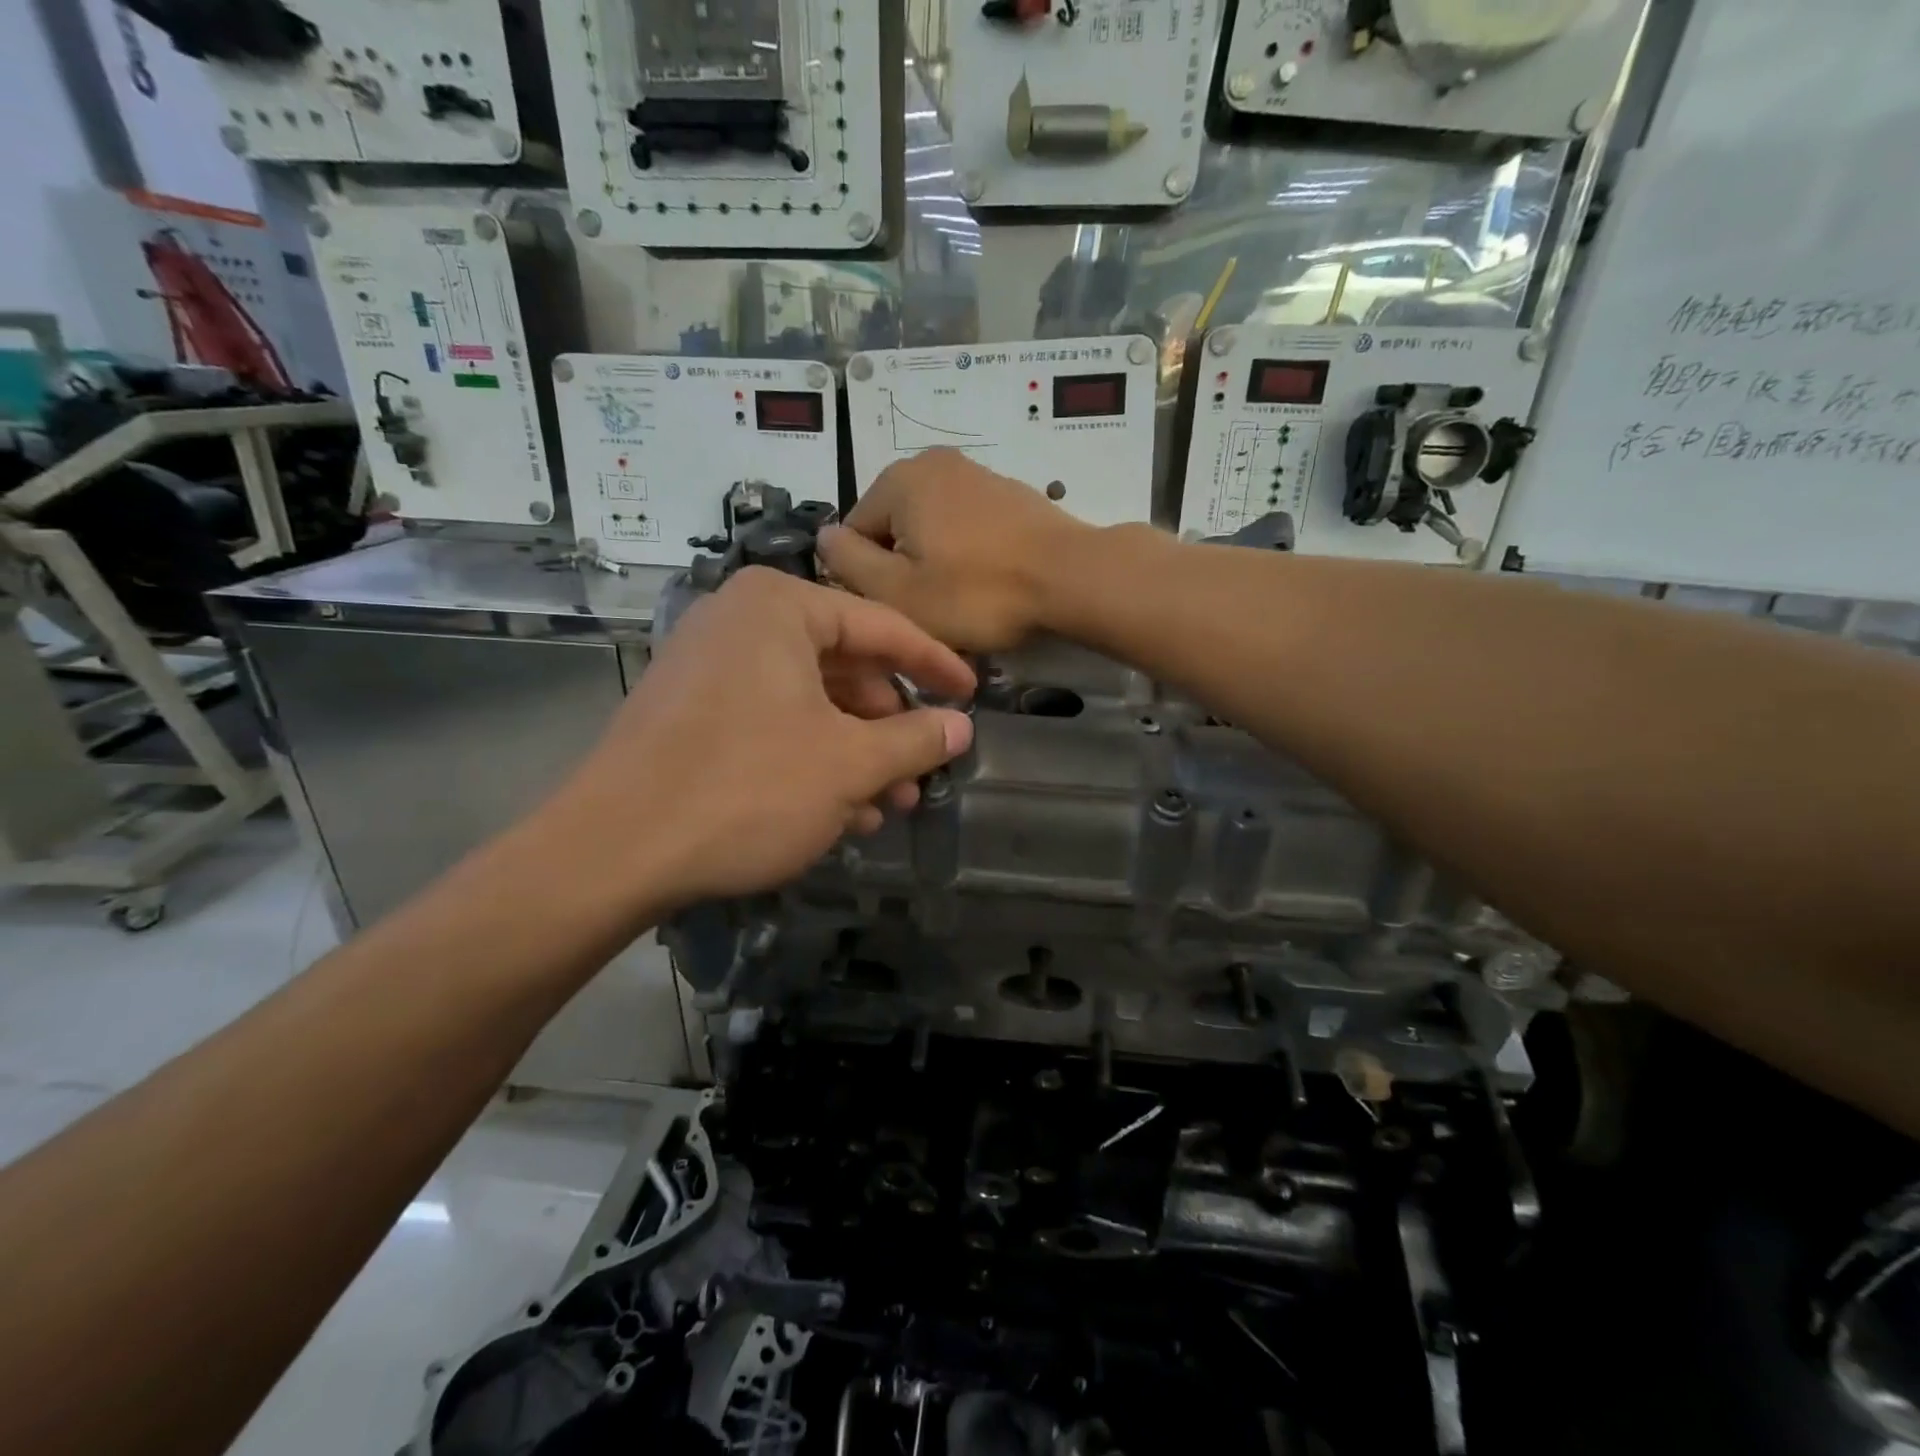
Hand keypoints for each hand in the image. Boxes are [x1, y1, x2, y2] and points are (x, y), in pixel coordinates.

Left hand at [541, 567, 975, 920]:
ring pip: (808, 702)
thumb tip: (960, 727)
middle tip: (920, 770)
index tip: (970, 696)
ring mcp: (707, 667)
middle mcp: (739, 622)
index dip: (934, 665)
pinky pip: (769, 723)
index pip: (881, 627)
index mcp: (779, 607)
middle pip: (843, 666)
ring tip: (887, 805)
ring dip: (854, 753)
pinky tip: (837, 812)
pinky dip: (810, 760)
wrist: (613, 851)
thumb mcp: (849, 765)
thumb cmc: (747, 788)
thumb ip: (914, 739)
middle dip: (887, 725)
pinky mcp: (688, 713)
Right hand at [818, 448, 1091, 650]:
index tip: (898, 608)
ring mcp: (976, 473)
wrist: (1071, 578)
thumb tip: (824, 538)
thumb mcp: (897, 591)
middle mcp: (933, 462)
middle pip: (894, 529)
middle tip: (932, 609)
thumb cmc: (976, 592)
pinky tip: (988, 583)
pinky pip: (967, 528)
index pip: (853, 534)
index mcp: (898, 480)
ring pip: (932, 530)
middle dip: (904, 569)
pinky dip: (968, 556)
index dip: (867, 580)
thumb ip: (848, 562)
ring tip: (963, 600)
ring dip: (936, 565)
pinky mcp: (1010, 493)